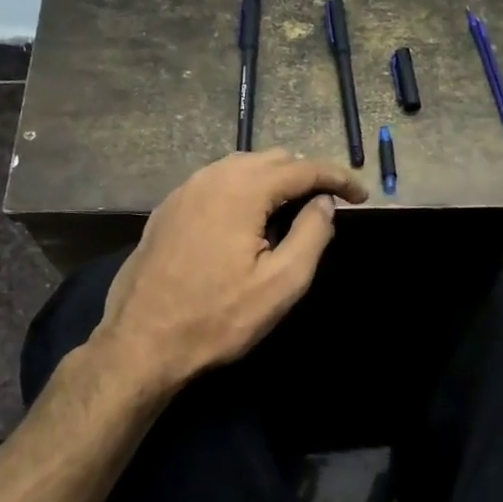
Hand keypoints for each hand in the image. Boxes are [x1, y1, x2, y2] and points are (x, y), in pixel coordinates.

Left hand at [94, 150, 367, 389]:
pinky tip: (249, 216)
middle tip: (330, 203)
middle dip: (306, 174)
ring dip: (274, 179)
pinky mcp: (168, 208)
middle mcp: (211, 177)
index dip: (338, 178)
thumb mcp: (280, 284)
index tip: (361, 196)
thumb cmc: (217, 318)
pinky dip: (244, 187)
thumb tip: (324, 203)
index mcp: (242, 190)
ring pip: (242, 166)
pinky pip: (216, 181)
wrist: (140, 343)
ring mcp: (184, 190)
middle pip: (271, 159)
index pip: (303, 168)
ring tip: (295, 206)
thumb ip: (311, 235)